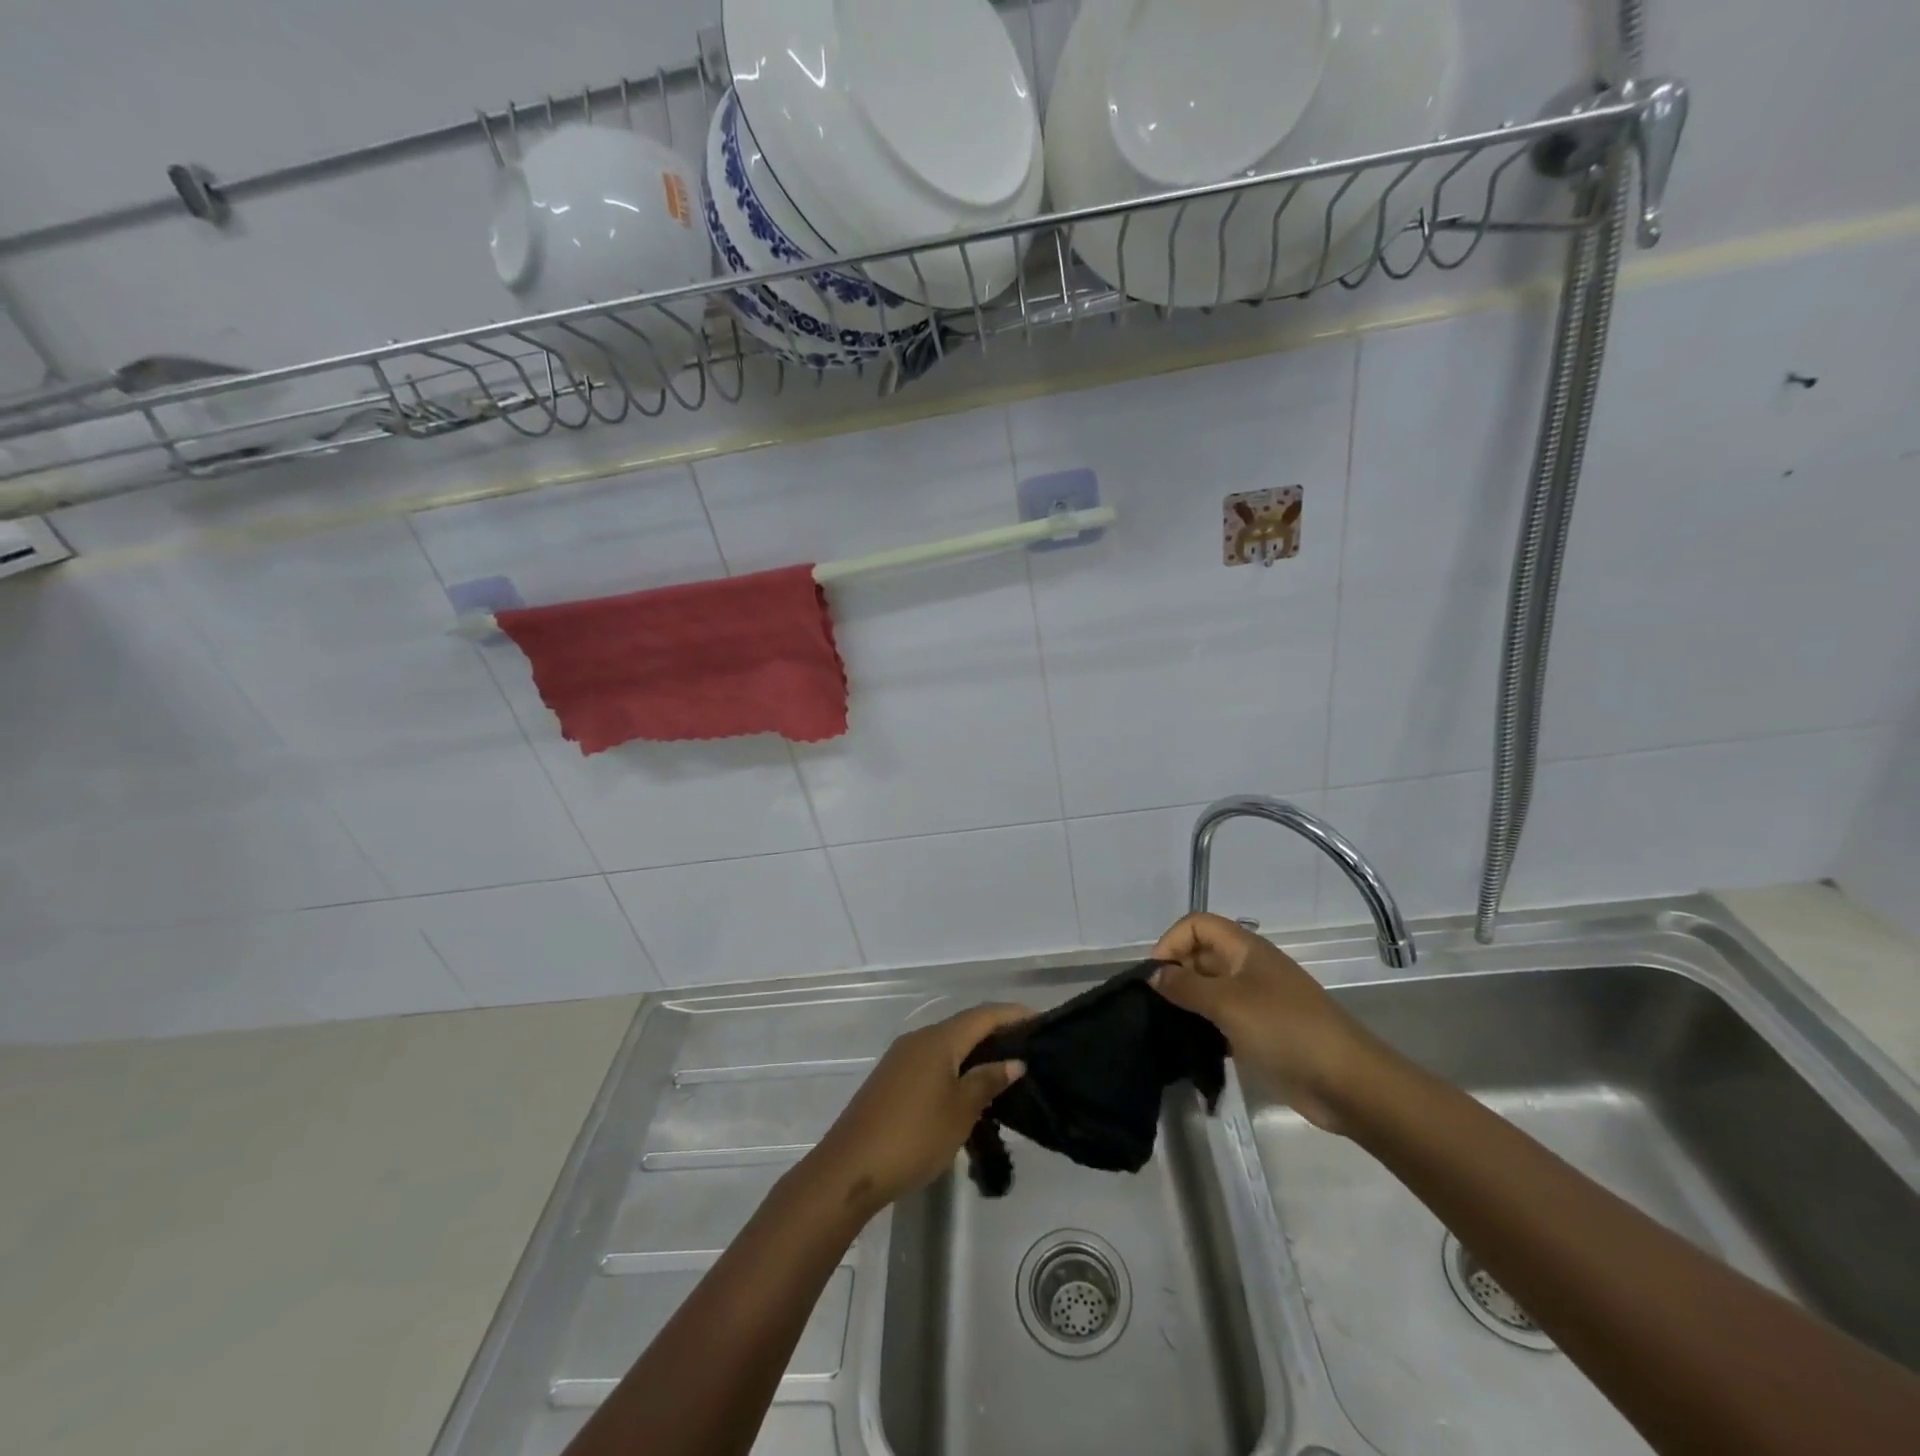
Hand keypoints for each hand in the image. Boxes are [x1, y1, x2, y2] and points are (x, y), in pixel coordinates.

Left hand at [806, 1003, 1030, 1216]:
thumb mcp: (961, 1111)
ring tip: (1004, 1068)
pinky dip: (955, 1065)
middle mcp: (919, 1039)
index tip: (1040, 1019)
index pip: (983, 1015)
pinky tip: (967, 1087)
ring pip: (947, 1044)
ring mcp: (901, 1058)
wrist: (851, 1167)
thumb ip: (987, 1081)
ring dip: (975, 1051)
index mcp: (938, 1039)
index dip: (1012, 1014)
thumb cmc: (914, 1136)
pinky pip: (932, 1060)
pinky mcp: (891, 1079)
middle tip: (1027, 1046)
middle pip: (964, 1025)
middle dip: (996, 1031)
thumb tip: (1014, 1061)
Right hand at [1150, 913, 1383, 1132]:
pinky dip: (1203, 1027)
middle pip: (1201, 955)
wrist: (1347, 1083)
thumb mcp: (1228, 1003)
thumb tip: (1152, 973)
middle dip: (1175, 972)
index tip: (1154, 975)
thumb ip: (1185, 986)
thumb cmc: (1286, 1030)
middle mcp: (1248, 968)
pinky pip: (1221, 1019)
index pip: (1197, 925)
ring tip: (1165, 1026)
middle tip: (1153, 1005)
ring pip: (1209, 989)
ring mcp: (1256, 1001)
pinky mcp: (1260, 1032)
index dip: (1172, 941)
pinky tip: (1190, 1047)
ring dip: (1187, 1003)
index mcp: (1245, 949)